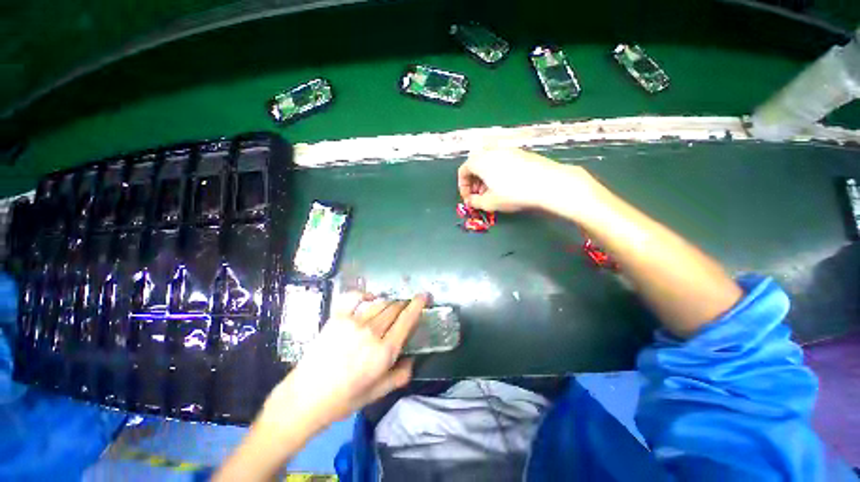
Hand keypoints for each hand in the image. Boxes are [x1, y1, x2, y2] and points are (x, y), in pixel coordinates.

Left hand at [257, 292, 428, 434]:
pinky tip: (370, 297)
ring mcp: (354, 323)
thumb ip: (399, 376)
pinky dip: (365, 294)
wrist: (305, 398)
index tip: (424, 296)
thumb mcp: (377, 393)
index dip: (418, 305)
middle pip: (394, 308)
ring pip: (379, 303)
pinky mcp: (338, 318)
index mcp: (384, 352)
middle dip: (403, 304)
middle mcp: (372, 333)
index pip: (407, 320)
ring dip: (388, 302)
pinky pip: (355, 297)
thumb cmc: (344, 399)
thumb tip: (413, 359)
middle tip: (405, 306)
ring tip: (389, 306)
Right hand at [458, 147, 588, 212]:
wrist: (547, 183)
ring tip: (492, 191)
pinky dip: (497, 171)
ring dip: (485, 176)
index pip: (463, 170)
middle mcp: (491, 151)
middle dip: (474, 181)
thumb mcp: (489, 203)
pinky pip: (501, 160)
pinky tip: (506, 184)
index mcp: (480, 161)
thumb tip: (470, 201)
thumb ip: (474, 202)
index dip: (463, 186)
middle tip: (479, 195)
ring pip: (488, 162)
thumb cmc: (513, 193)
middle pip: (475, 164)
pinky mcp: (520, 152)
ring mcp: (507, 149)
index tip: (469, 198)